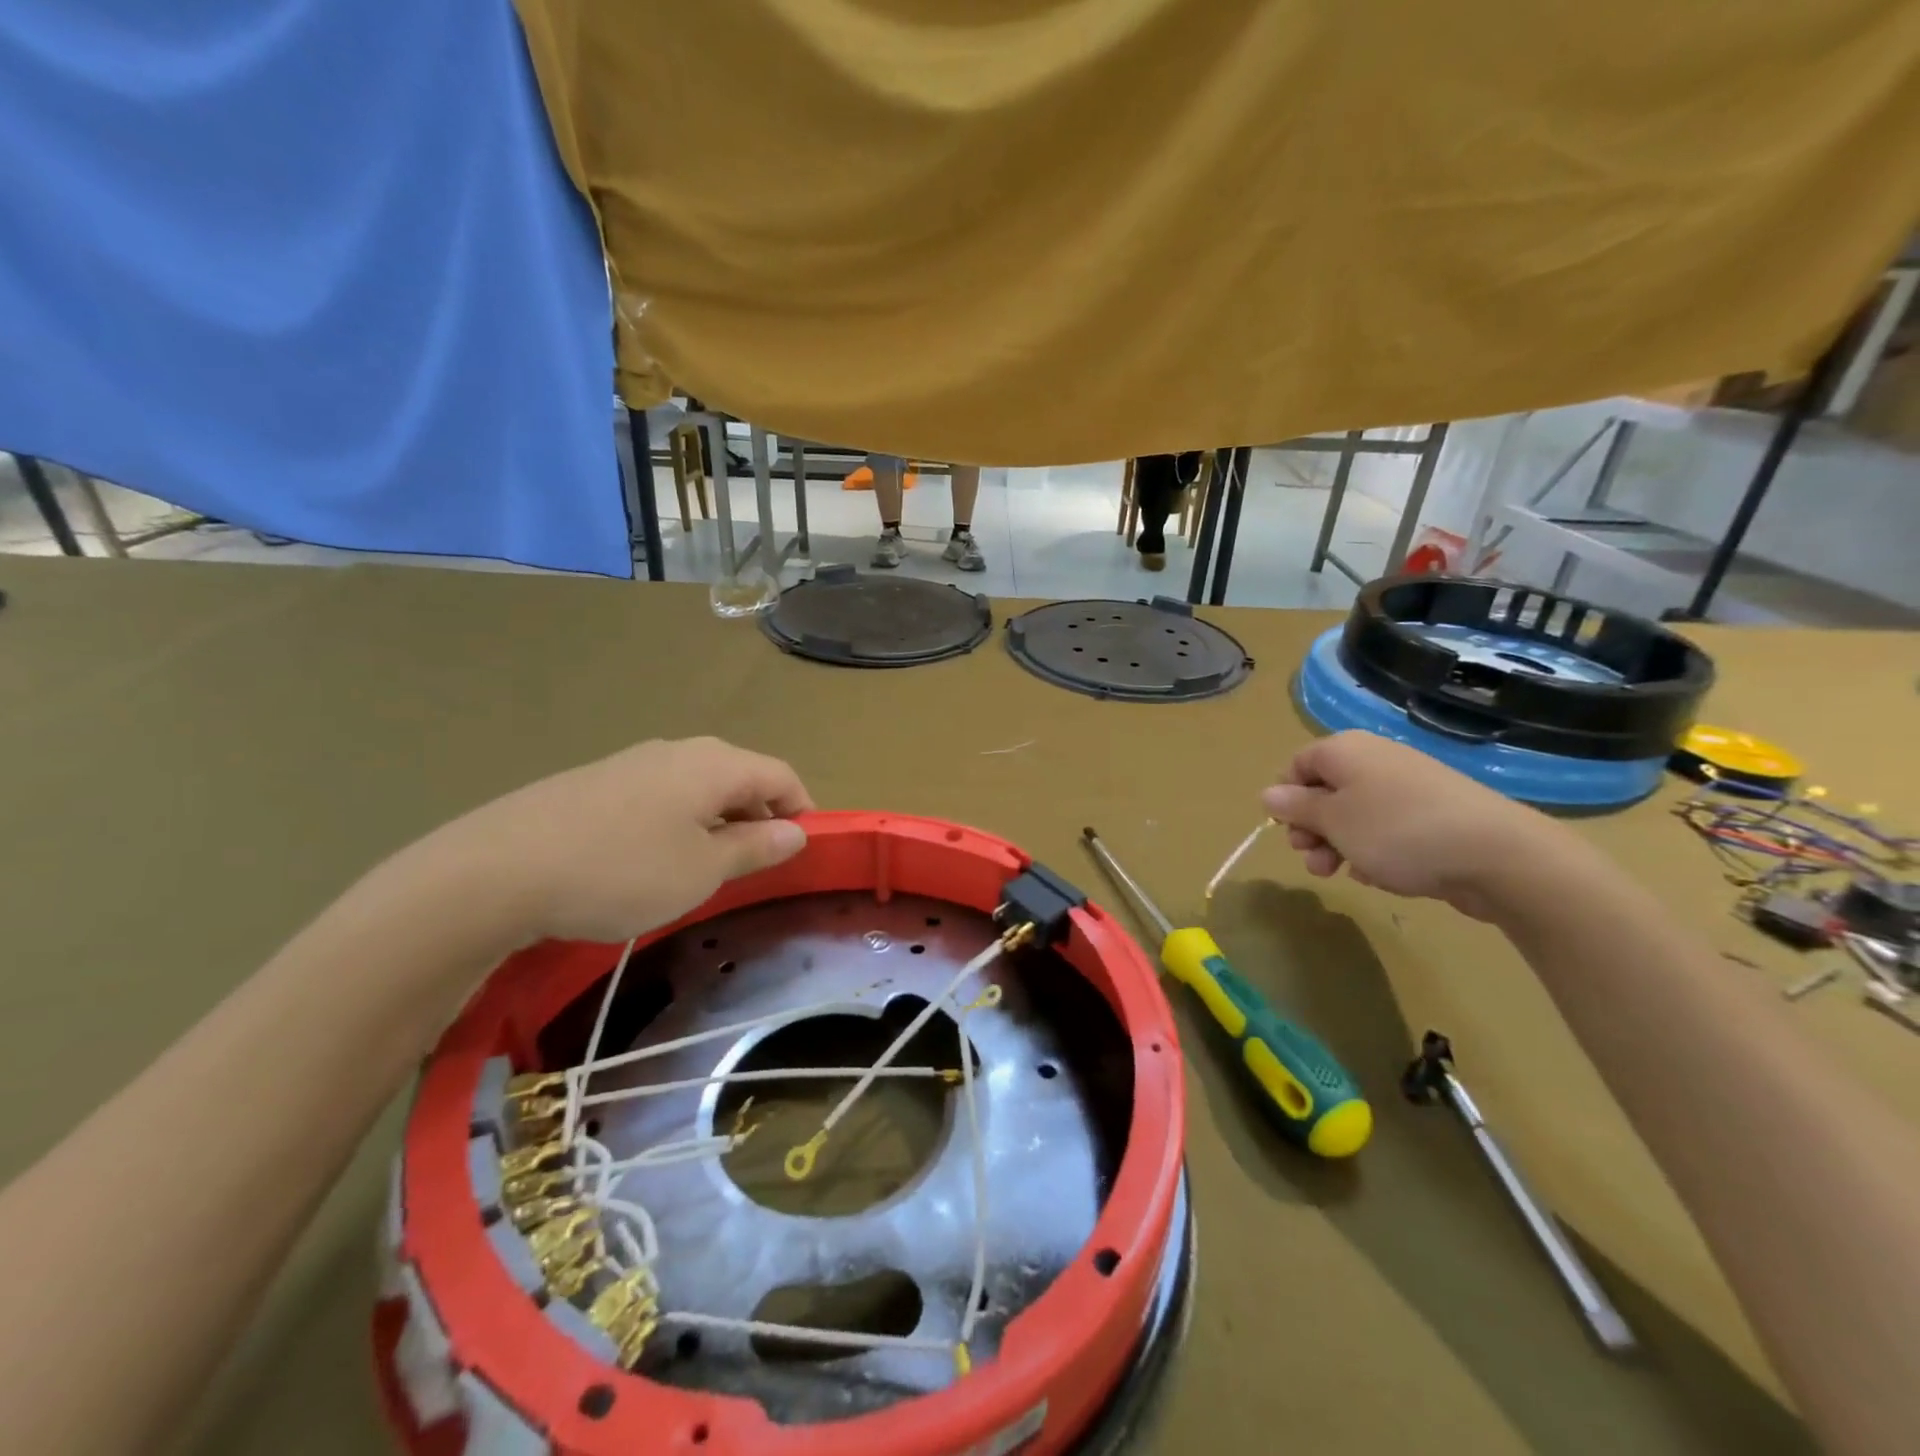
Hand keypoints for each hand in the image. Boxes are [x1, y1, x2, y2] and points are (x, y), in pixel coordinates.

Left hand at [419, 737, 813, 945]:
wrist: (496, 870)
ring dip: (717, 820)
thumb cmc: (621, 871)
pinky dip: (677, 821)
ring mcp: (632, 762)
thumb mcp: (702, 870)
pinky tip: (651, 859)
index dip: (802, 808)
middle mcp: (678, 751)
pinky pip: (659, 795)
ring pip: (697, 786)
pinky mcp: (595, 781)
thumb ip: (755, 848)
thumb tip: (797, 831)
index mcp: (714, 764)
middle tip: (757, 863)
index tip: (804, 848)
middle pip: (740, 775)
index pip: (781, 774)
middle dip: (759, 815)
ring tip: (705, 866)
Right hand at [1261, 731, 1571, 921]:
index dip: (1286, 799)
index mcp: (1345, 751)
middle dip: (1311, 829)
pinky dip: (1374, 850)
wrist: (1497, 855)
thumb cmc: (1396, 830)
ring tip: (1342, 874)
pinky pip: (1386, 828)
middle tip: (1313, 860)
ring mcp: (1407, 786)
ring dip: (1338, 845)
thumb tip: (1268, 794)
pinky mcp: (1432, 815)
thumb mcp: (1332, 821)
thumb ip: (1296, 807)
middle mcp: (1374, 760)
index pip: (1297, 765)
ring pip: (1354, 814)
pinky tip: (1380, 875)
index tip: (1289, 832)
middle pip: (1324, 791)